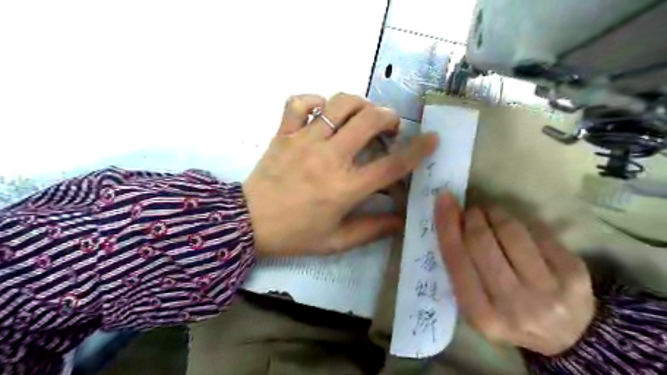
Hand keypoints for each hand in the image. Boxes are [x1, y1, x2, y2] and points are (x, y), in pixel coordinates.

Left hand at [244, 93, 438, 257]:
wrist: (249, 223)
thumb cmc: (295, 234)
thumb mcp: (336, 241)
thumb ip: (372, 230)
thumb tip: (401, 221)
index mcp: (345, 188)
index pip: (391, 165)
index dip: (417, 150)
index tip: (432, 138)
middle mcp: (329, 158)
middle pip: (369, 121)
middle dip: (388, 117)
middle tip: (389, 126)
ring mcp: (304, 141)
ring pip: (338, 104)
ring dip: (358, 104)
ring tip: (361, 115)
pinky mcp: (284, 133)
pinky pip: (298, 102)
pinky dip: (314, 101)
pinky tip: (321, 112)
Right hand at [436, 195, 596, 354]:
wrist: (567, 335)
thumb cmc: (507, 314)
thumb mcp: (475, 304)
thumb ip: (460, 269)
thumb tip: (450, 221)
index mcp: (481, 315)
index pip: (456, 259)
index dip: (447, 225)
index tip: (444, 199)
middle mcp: (513, 305)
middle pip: (481, 241)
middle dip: (472, 217)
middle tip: (471, 212)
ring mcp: (547, 289)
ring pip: (509, 231)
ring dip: (494, 213)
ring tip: (491, 214)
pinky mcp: (573, 272)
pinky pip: (536, 230)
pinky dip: (519, 220)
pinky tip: (515, 227)